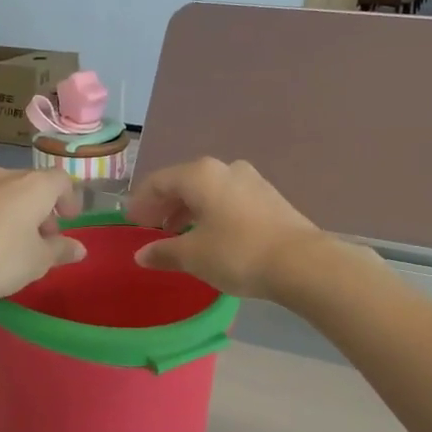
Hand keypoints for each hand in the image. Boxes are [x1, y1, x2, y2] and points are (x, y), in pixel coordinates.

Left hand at [0, 167, 84, 300]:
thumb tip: (79, 248)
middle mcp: (1, 176)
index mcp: (33, 187)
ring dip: (7, 210)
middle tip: (38, 237)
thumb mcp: (36, 262)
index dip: (68, 199)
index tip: (68, 220)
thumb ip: (60, 251)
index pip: (61, 181)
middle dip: (37, 208)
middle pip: (28, 185)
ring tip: (3, 240)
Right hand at [124, 158, 326, 299]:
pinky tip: (211, 235)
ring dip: (189, 210)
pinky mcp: (269, 198)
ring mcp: (251, 180)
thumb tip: (142, 254)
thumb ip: (163, 252)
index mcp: (200, 175)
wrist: (301, 262)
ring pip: (209, 191)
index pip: (158, 181)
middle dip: (164, 205)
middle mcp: (225, 169)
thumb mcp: (193, 256)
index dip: (140, 201)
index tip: (130, 221)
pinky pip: (229, 200)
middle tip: (150, 228)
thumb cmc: (237, 253)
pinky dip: (212, 213)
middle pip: (184, 183)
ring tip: (179, 235)